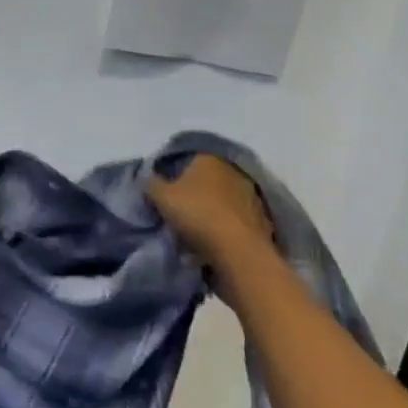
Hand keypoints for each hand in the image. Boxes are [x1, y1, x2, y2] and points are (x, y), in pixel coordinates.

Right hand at [147, 154, 272, 266]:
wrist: (238, 249)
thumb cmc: (196, 214)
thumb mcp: (161, 197)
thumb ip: (150, 183)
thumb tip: (146, 175)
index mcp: (209, 158)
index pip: (186, 159)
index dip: (172, 174)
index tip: (163, 192)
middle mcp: (233, 169)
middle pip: (206, 179)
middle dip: (193, 192)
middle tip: (177, 210)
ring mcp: (251, 193)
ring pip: (222, 199)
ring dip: (210, 209)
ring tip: (194, 229)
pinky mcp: (261, 217)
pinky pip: (235, 218)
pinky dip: (225, 225)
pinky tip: (213, 240)